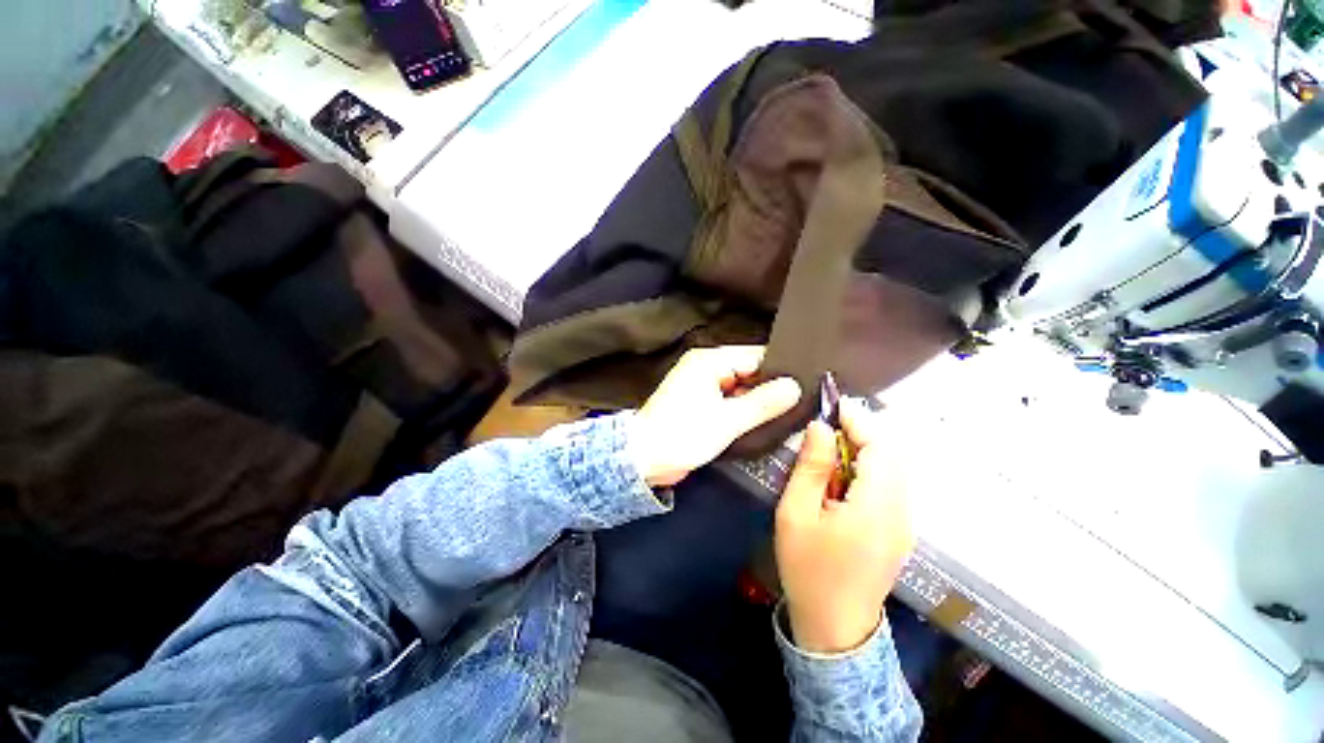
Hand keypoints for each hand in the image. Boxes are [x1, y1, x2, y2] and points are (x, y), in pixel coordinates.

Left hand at [629, 346, 801, 486]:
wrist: (643, 459)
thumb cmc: (683, 435)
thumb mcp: (727, 421)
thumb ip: (763, 403)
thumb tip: (795, 386)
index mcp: (709, 361)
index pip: (756, 356)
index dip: (781, 370)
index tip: (809, 385)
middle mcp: (706, 367)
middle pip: (749, 371)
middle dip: (771, 387)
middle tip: (804, 402)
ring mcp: (703, 385)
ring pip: (741, 387)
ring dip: (759, 401)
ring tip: (792, 412)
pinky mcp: (701, 403)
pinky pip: (730, 400)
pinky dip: (744, 409)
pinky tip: (766, 420)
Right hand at [775, 400, 913, 653]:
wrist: (834, 625)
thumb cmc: (808, 568)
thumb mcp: (796, 513)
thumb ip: (811, 467)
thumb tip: (820, 427)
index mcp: (877, 507)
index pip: (881, 447)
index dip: (859, 420)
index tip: (833, 405)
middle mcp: (902, 511)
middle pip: (894, 453)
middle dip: (864, 430)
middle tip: (828, 423)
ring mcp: (906, 522)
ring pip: (896, 467)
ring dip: (867, 447)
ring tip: (832, 444)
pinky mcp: (901, 529)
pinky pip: (893, 483)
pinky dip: (871, 466)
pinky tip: (844, 473)